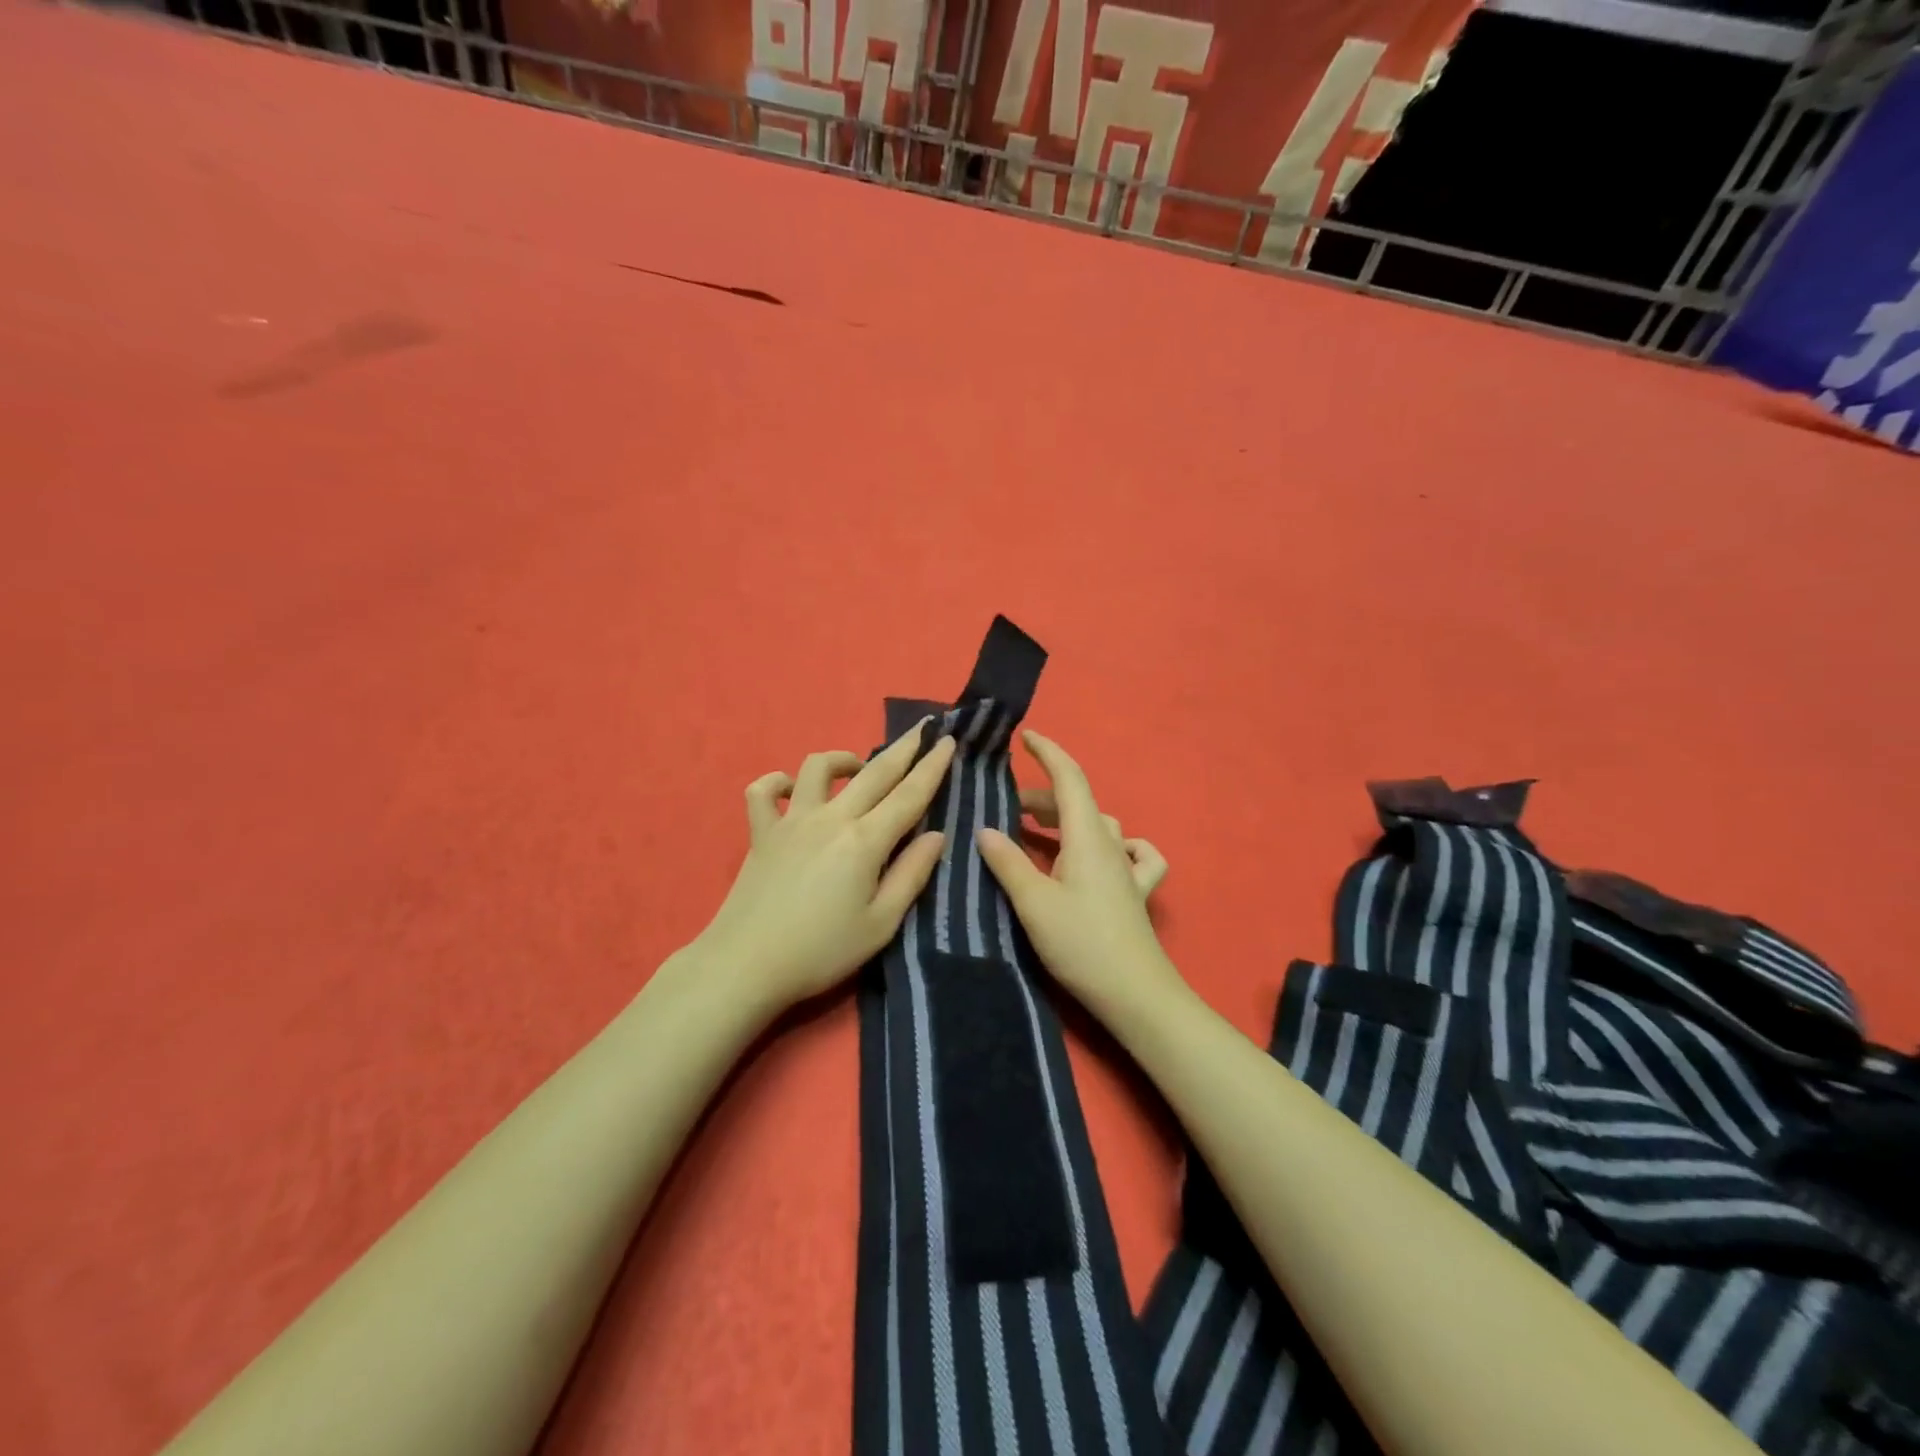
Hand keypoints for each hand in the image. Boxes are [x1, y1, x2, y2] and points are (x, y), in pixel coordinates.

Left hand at [693, 721, 956, 1013]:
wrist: (746, 965)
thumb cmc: (821, 951)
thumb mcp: (881, 924)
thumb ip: (911, 875)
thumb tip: (936, 835)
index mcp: (865, 841)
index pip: (909, 794)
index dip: (932, 766)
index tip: (946, 740)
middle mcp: (831, 819)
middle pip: (873, 772)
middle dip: (903, 748)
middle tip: (922, 729)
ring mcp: (792, 820)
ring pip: (817, 767)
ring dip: (843, 759)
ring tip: (857, 768)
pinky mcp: (761, 832)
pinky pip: (764, 792)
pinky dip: (778, 782)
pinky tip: (792, 790)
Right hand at [977, 730, 1180, 1022]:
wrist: (1135, 994)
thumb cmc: (1081, 944)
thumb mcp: (1033, 904)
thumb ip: (1008, 863)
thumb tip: (985, 830)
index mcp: (1086, 837)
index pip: (1069, 778)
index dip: (1048, 753)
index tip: (1025, 736)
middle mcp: (1110, 845)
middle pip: (1078, 804)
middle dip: (1042, 798)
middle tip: (1006, 809)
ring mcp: (1128, 869)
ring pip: (1099, 826)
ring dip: (1068, 820)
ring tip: (1037, 832)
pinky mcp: (1136, 893)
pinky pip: (1134, 855)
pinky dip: (1118, 845)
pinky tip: (1106, 856)